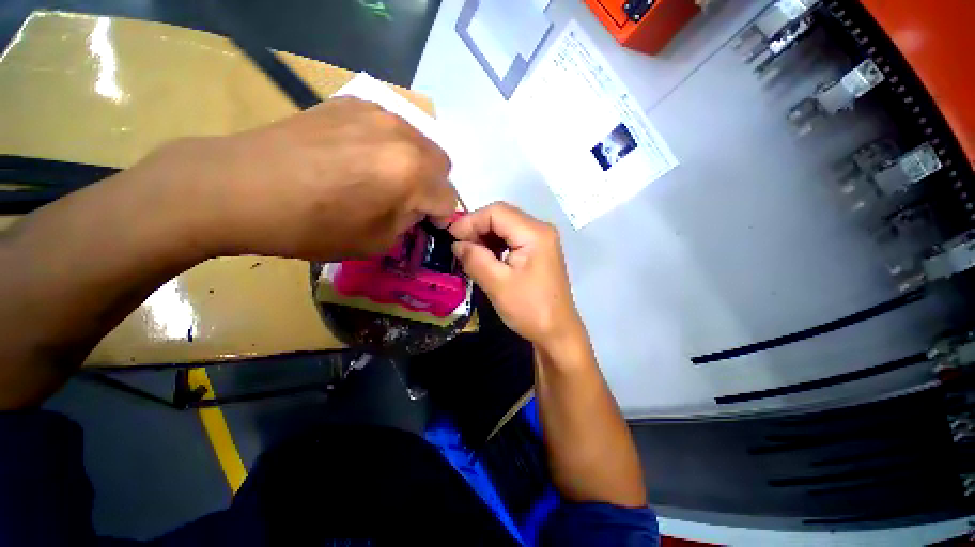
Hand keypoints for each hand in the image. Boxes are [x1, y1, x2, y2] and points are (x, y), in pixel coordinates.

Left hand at [135, 97, 456, 260]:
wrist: (241, 187)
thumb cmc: (313, 226)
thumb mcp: (376, 241)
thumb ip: (408, 222)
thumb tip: (416, 208)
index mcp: (413, 174)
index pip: (449, 198)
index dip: (442, 216)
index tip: (427, 224)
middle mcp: (404, 136)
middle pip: (442, 164)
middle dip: (433, 186)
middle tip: (409, 201)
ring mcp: (377, 113)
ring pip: (419, 142)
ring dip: (414, 165)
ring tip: (384, 179)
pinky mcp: (350, 103)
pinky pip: (389, 127)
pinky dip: (389, 146)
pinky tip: (360, 158)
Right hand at [449, 202, 583, 347]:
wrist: (557, 332)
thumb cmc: (530, 309)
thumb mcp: (497, 284)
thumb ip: (475, 259)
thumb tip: (456, 243)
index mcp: (534, 233)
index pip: (497, 212)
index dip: (470, 221)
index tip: (451, 237)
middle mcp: (540, 230)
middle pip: (502, 216)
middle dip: (477, 228)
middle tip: (458, 247)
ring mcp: (541, 240)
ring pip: (505, 227)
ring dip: (484, 237)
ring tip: (468, 253)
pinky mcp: (538, 251)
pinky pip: (512, 239)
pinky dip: (495, 245)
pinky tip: (484, 257)